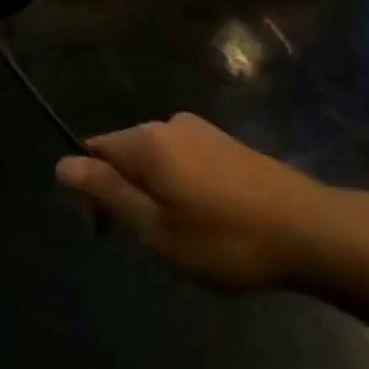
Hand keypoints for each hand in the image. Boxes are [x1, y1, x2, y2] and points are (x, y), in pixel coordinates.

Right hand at [54, 114, 351, 290]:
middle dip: (122, 194)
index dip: (89, 191)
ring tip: (181, 238)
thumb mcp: (155, 228)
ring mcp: (202, 130)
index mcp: (148, 140)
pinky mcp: (226, 143)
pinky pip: (182, 160)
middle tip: (149, 245)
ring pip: (155, 160)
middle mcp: (171, 123)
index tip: (108, 235)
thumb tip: (62, 163)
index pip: (94, 150)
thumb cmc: (223, 239)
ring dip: (152, 195)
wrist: (306, 229)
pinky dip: (179, 188)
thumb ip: (107, 193)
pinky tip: (204, 220)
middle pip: (124, 152)